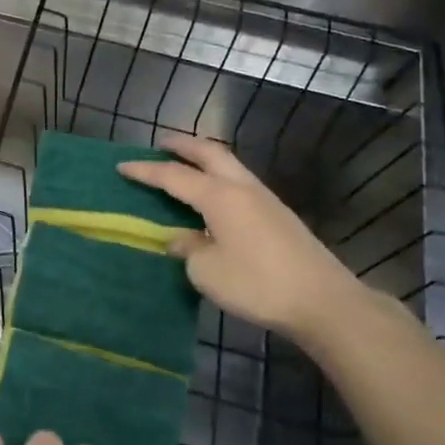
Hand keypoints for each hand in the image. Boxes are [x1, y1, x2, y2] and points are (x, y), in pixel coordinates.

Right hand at [117, 132, 369, 343]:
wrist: (323, 301)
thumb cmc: (256, 283)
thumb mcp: (206, 271)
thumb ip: (188, 248)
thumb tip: (182, 239)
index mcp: (219, 196)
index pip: (173, 176)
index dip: (145, 171)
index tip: (122, 166)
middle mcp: (242, 188)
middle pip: (210, 153)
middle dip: (183, 146)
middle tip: (161, 144)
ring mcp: (265, 200)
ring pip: (229, 165)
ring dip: (205, 159)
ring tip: (185, 166)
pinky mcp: (278, 216)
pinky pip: (240, 184)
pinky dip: (219, 178)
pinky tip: (213, 197)